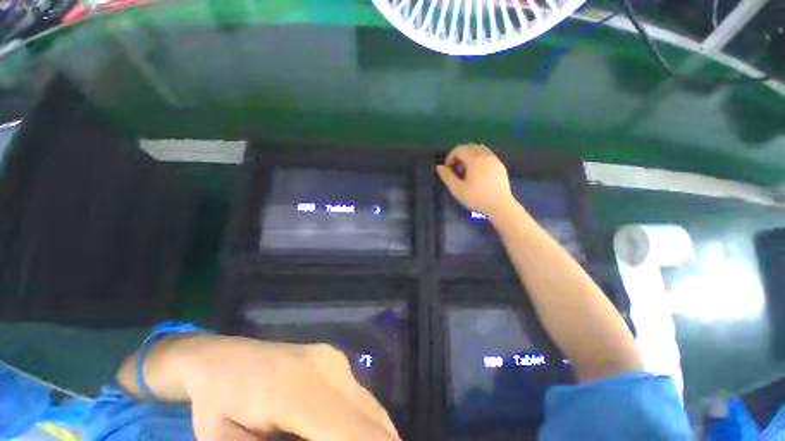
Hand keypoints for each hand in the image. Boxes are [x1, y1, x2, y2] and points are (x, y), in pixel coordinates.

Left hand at [121, 335, 399, 440]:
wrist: (223, 359)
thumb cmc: (217, 406)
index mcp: (296, 390)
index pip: (349, 431)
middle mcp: (326, 368)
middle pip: (369, 418)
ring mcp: (333, 359)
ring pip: (371, 406)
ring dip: (380, 437)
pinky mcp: (336, 359)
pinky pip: (362, 398)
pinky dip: (370, 424)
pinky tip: (365, 438)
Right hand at [436, 144, 515, 219]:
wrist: (500, 206)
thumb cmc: (476, 198)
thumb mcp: (457, 189)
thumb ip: (447, 176)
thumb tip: (439, 167)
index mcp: (475, 159)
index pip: (459, 149)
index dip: (450, 157)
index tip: (448, 170)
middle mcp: (486, 155)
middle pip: (469, 147)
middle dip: (459, 156)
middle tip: (456, 171)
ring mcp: (494, 159)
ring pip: (479, 150)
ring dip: (469, 157)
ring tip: (466, 172)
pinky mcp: (500, 165)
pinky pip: (486, 155)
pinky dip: (478, 159)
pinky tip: (477, 174)